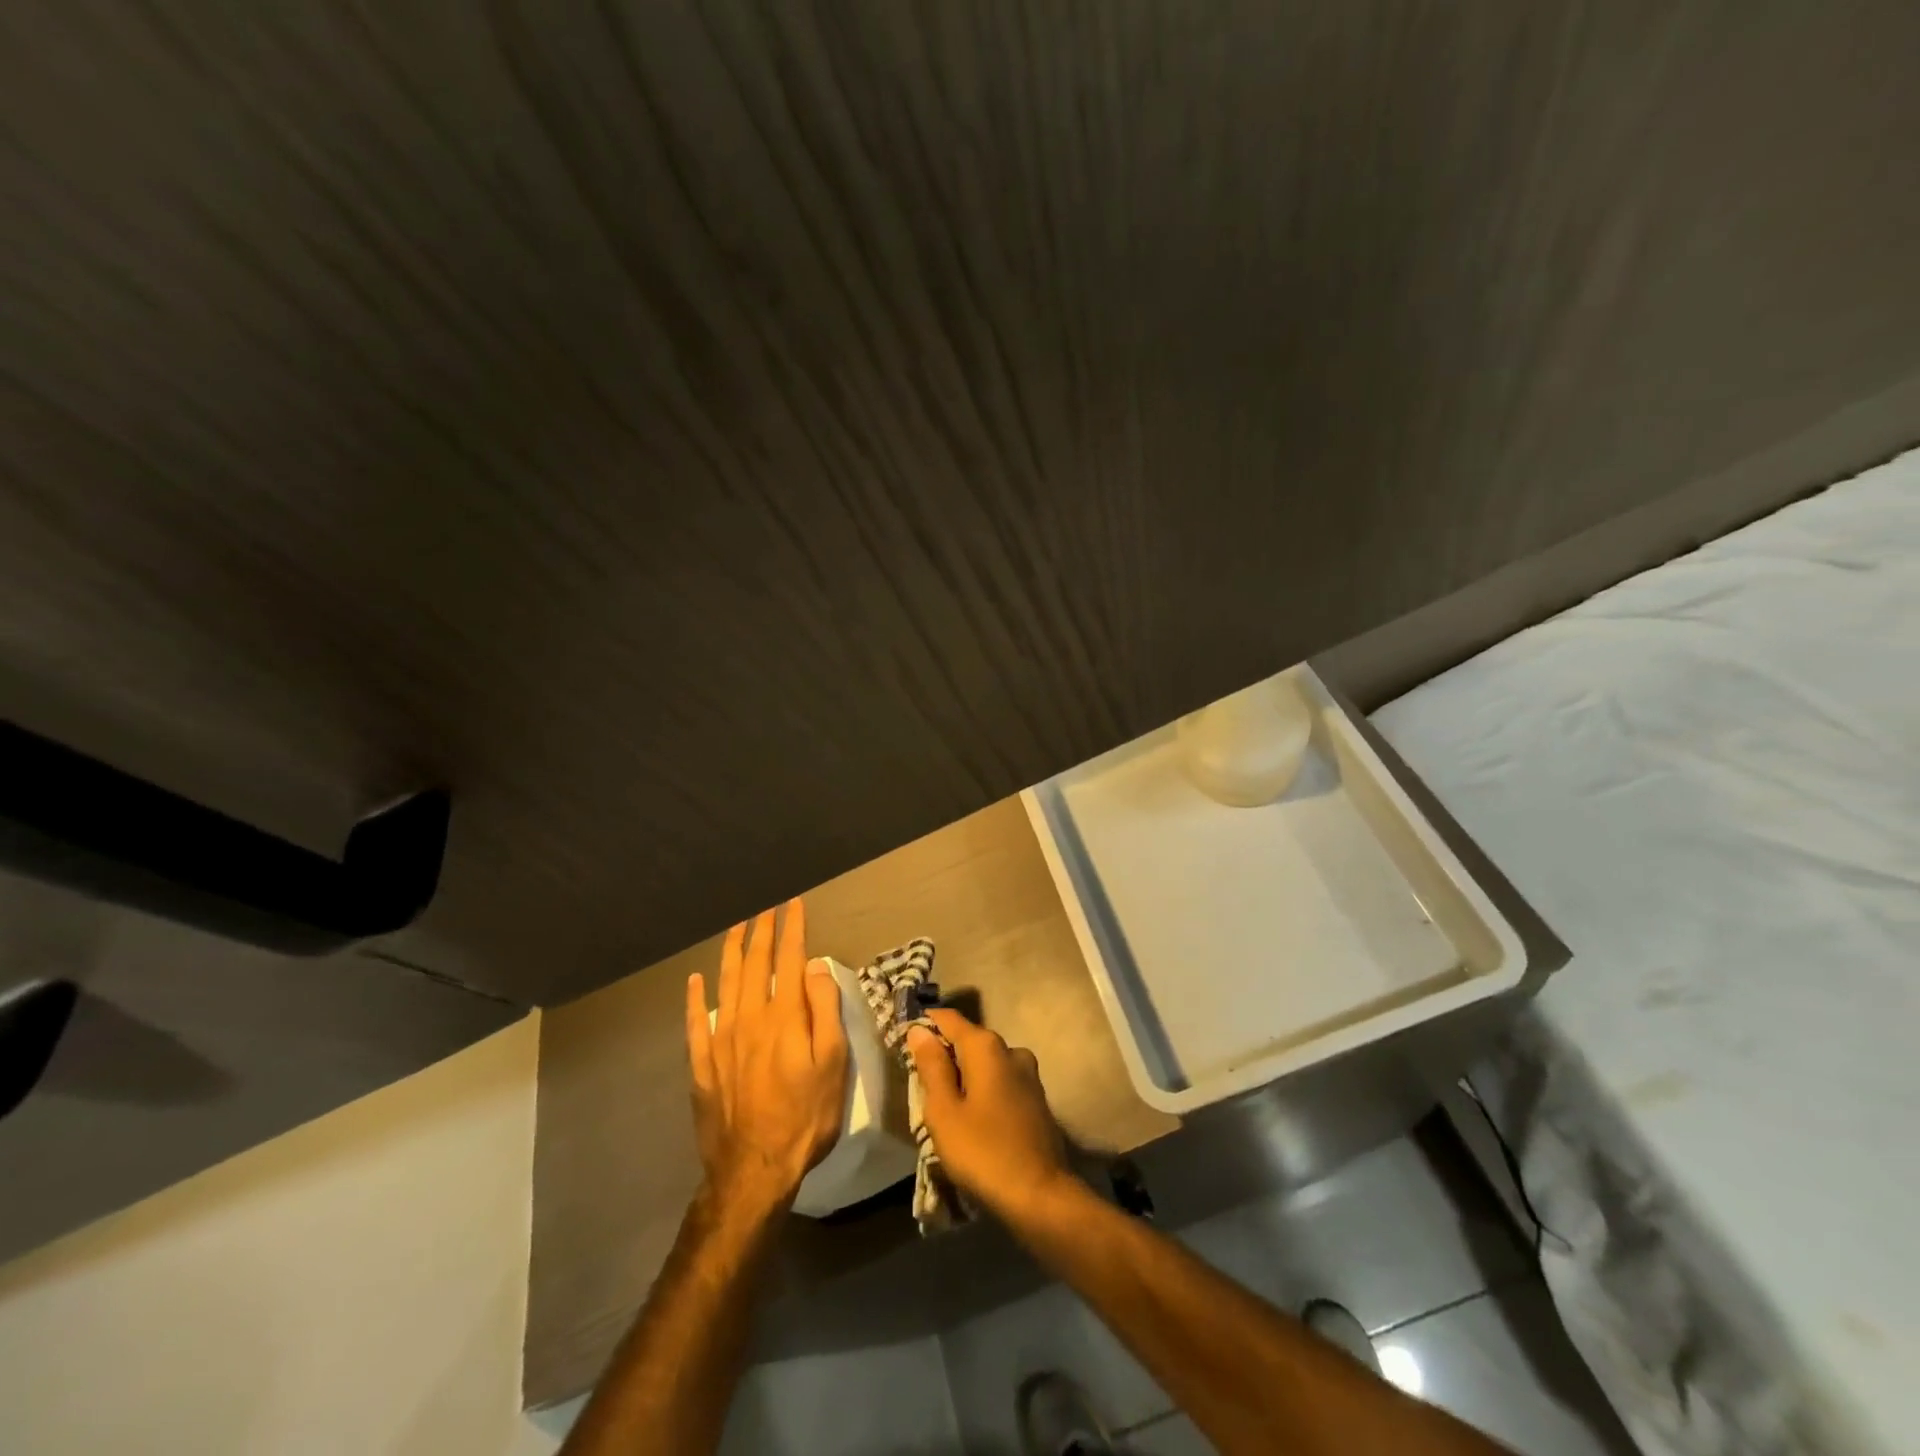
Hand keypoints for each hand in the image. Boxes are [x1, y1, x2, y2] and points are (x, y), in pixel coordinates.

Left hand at [685, 899, 848, 1216]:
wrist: (755, 1169)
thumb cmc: (806, 1115)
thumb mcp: (834, 1062)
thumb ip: (825, 1009)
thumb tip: (815, 966)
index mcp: (785, 1016)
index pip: (789, 959)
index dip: (792, 929)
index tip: (793, 904)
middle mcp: (750, 1017)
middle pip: (755, 964)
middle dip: (761, 932)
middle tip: (765, 909)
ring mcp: (722, 1040)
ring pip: (725, 983)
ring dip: (731, 952)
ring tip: (736, 928)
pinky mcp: (703, 1064)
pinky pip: (696, 1022)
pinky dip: (695, 997)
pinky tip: (695, 980)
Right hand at [908, 1009, 1073, 1222]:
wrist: (1040, 1196)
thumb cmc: (983, 1152)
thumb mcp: (944, 1112)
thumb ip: (932, 1066)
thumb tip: (920, 1029)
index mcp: (986, 1046)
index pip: (949, 1019)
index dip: (925, 1024)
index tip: (904, 1040)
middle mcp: (1010, 1049)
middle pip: (968, 1039)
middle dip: (945, 1054)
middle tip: (920, 1083)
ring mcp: (1028, 1073)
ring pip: (986, 1062)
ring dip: (965, 1075)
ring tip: (946, 1106)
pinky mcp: (1037, 1097)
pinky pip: (1001, 1080)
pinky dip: (984, 1089)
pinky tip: (974, 1117)